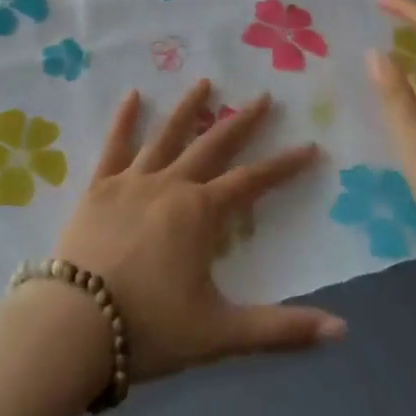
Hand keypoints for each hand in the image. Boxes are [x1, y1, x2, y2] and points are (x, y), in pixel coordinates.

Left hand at [53, 82, 345, 381]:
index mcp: (201, 213)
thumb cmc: (149, 328)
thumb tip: (341, 331)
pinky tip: (132, 95)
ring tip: (204, 81)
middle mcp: (171, 185)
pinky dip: (124, 119)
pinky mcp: (98, 187)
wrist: (73, 325)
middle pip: (213, 145)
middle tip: (263, 96)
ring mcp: (131, 181)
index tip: (310, 146)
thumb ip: (281, 330)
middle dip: (242, 121)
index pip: (253, 182)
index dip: (284, 165)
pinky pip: (114, 145)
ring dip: (188, 108)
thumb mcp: (220, 334)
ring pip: (166, 135)